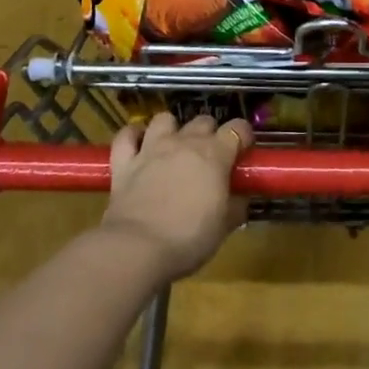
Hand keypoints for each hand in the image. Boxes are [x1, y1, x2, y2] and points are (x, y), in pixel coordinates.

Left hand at [102, 112, 250, 281]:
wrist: (138, 249)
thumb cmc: (189, 238)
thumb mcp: (224, 227)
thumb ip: (236, 207)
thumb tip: (241, 199)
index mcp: (215, 154)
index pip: (238, 128)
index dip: (243, 136)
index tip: (243, 152)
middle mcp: (184, 142)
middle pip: (203, 120)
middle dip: (210, 134)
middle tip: (210, 158)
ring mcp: (152, 148)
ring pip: (165, 119)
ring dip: (172, 129)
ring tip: (174, 147)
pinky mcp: (124, 162)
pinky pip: (126, 136)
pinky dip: (132, 136)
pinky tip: (138, 145)